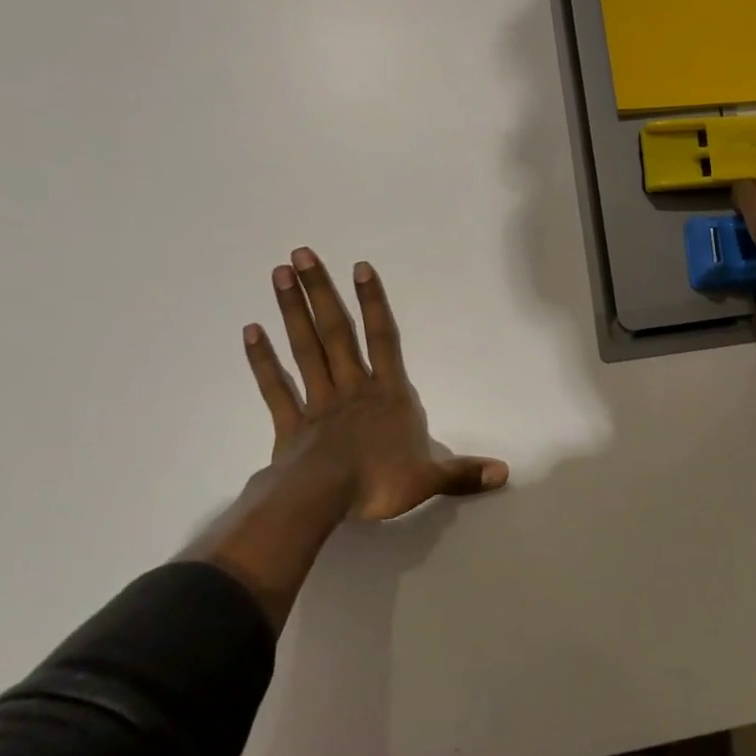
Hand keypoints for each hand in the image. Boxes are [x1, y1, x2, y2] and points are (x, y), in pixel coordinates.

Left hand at [247, 248, 508, 521]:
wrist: (323, 502)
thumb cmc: (378, 483)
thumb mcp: (428, 478)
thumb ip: (463, 472)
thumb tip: (505, 473)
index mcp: (387, 394)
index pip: (383, 339)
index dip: (373, 303)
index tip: (360, 267)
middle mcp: (352, 387)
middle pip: (335, 332)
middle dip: (320, 291)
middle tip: (300, 253)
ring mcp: (318, 402)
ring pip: (305, 349)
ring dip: (292, 311)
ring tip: (278, 274)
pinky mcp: (290, 424)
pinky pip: (275, 387)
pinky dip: (262, 360)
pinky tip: (250, 331)